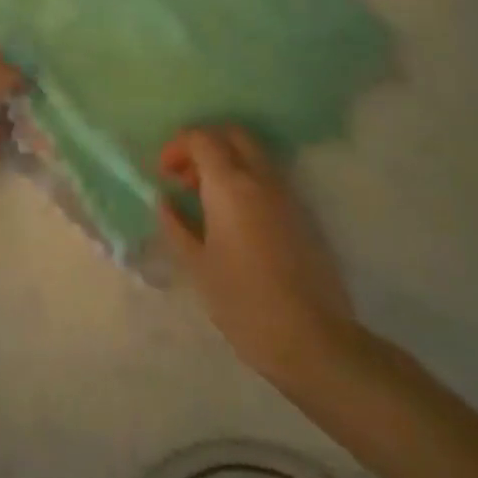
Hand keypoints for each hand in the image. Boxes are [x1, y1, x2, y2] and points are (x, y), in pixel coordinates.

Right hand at [158, 126, 358, 388]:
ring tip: (205, 199)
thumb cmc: (243, 302)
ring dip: (226, 163)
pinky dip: (246, 181)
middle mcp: (261, 179)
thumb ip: (176, 225)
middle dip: (205, 144)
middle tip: (185, 176)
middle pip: (233, 135)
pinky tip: (233, 219)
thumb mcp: (197, 265)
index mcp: (230, 185)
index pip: (202, 138)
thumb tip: (165, 202)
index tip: (164, 174)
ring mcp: (287, 196)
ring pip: (254, 155)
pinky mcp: (303, 216)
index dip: (177, 147)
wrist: (313, 342)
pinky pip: (269, 179)